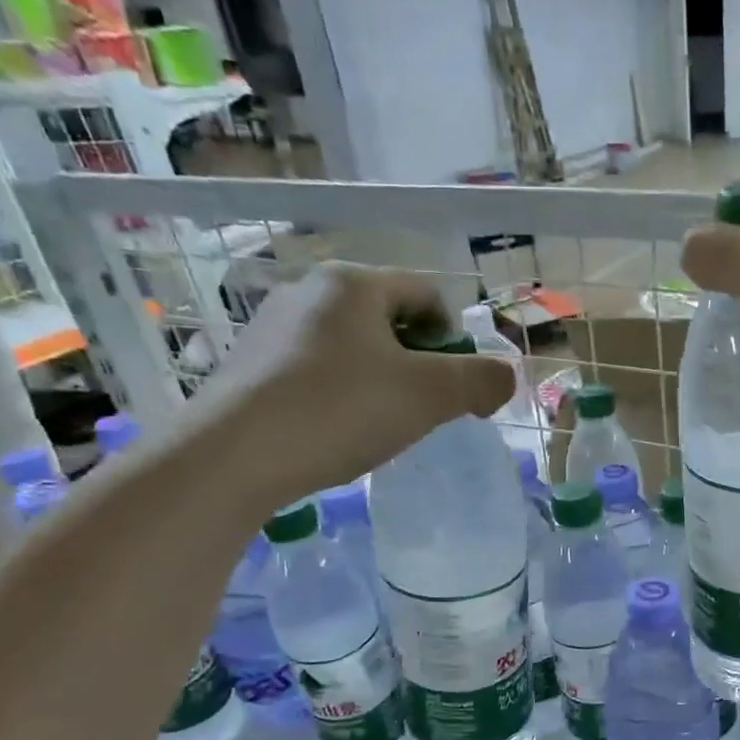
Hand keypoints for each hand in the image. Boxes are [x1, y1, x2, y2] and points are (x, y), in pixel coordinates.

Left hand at [204, 263, 513, 499]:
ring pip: (353, 345)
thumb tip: (506, 377)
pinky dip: (341, 392)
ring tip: (381, 422)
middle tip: (425, 406)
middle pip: (389, 318)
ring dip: (381, 378)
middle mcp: (308, 291)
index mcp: (353, 283)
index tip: (457, 383)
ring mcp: (272, 326)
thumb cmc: (341, 410)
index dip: (455, 338)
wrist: (233, 456)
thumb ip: (481, 380)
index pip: (427, 294)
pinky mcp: (250, 364)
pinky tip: (337, 429)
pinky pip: (317, 368)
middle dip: (418, 360)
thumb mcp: (430, 395)